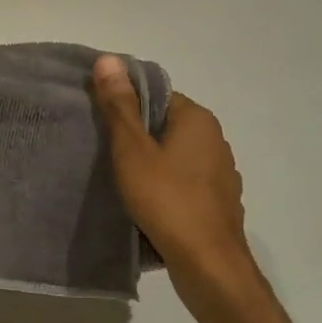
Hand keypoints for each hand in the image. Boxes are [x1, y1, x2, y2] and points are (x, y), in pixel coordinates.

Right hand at [93, 55, 255, 292]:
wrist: (208, 264)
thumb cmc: (166, 200)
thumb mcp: (132, 150)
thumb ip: (119, 106)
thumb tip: (109, 59)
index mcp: (198, 119)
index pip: (156, 96)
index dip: (126, 107)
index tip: (100, 125)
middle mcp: (216, 140)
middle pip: (166, 126)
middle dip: (137, 138)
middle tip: (102, 153)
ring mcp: (221, 174)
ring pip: (176, 157)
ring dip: (151, 165)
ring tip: (119, 181)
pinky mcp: (219, 203)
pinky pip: (184, 184)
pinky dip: (166, 188)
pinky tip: (146, 205)